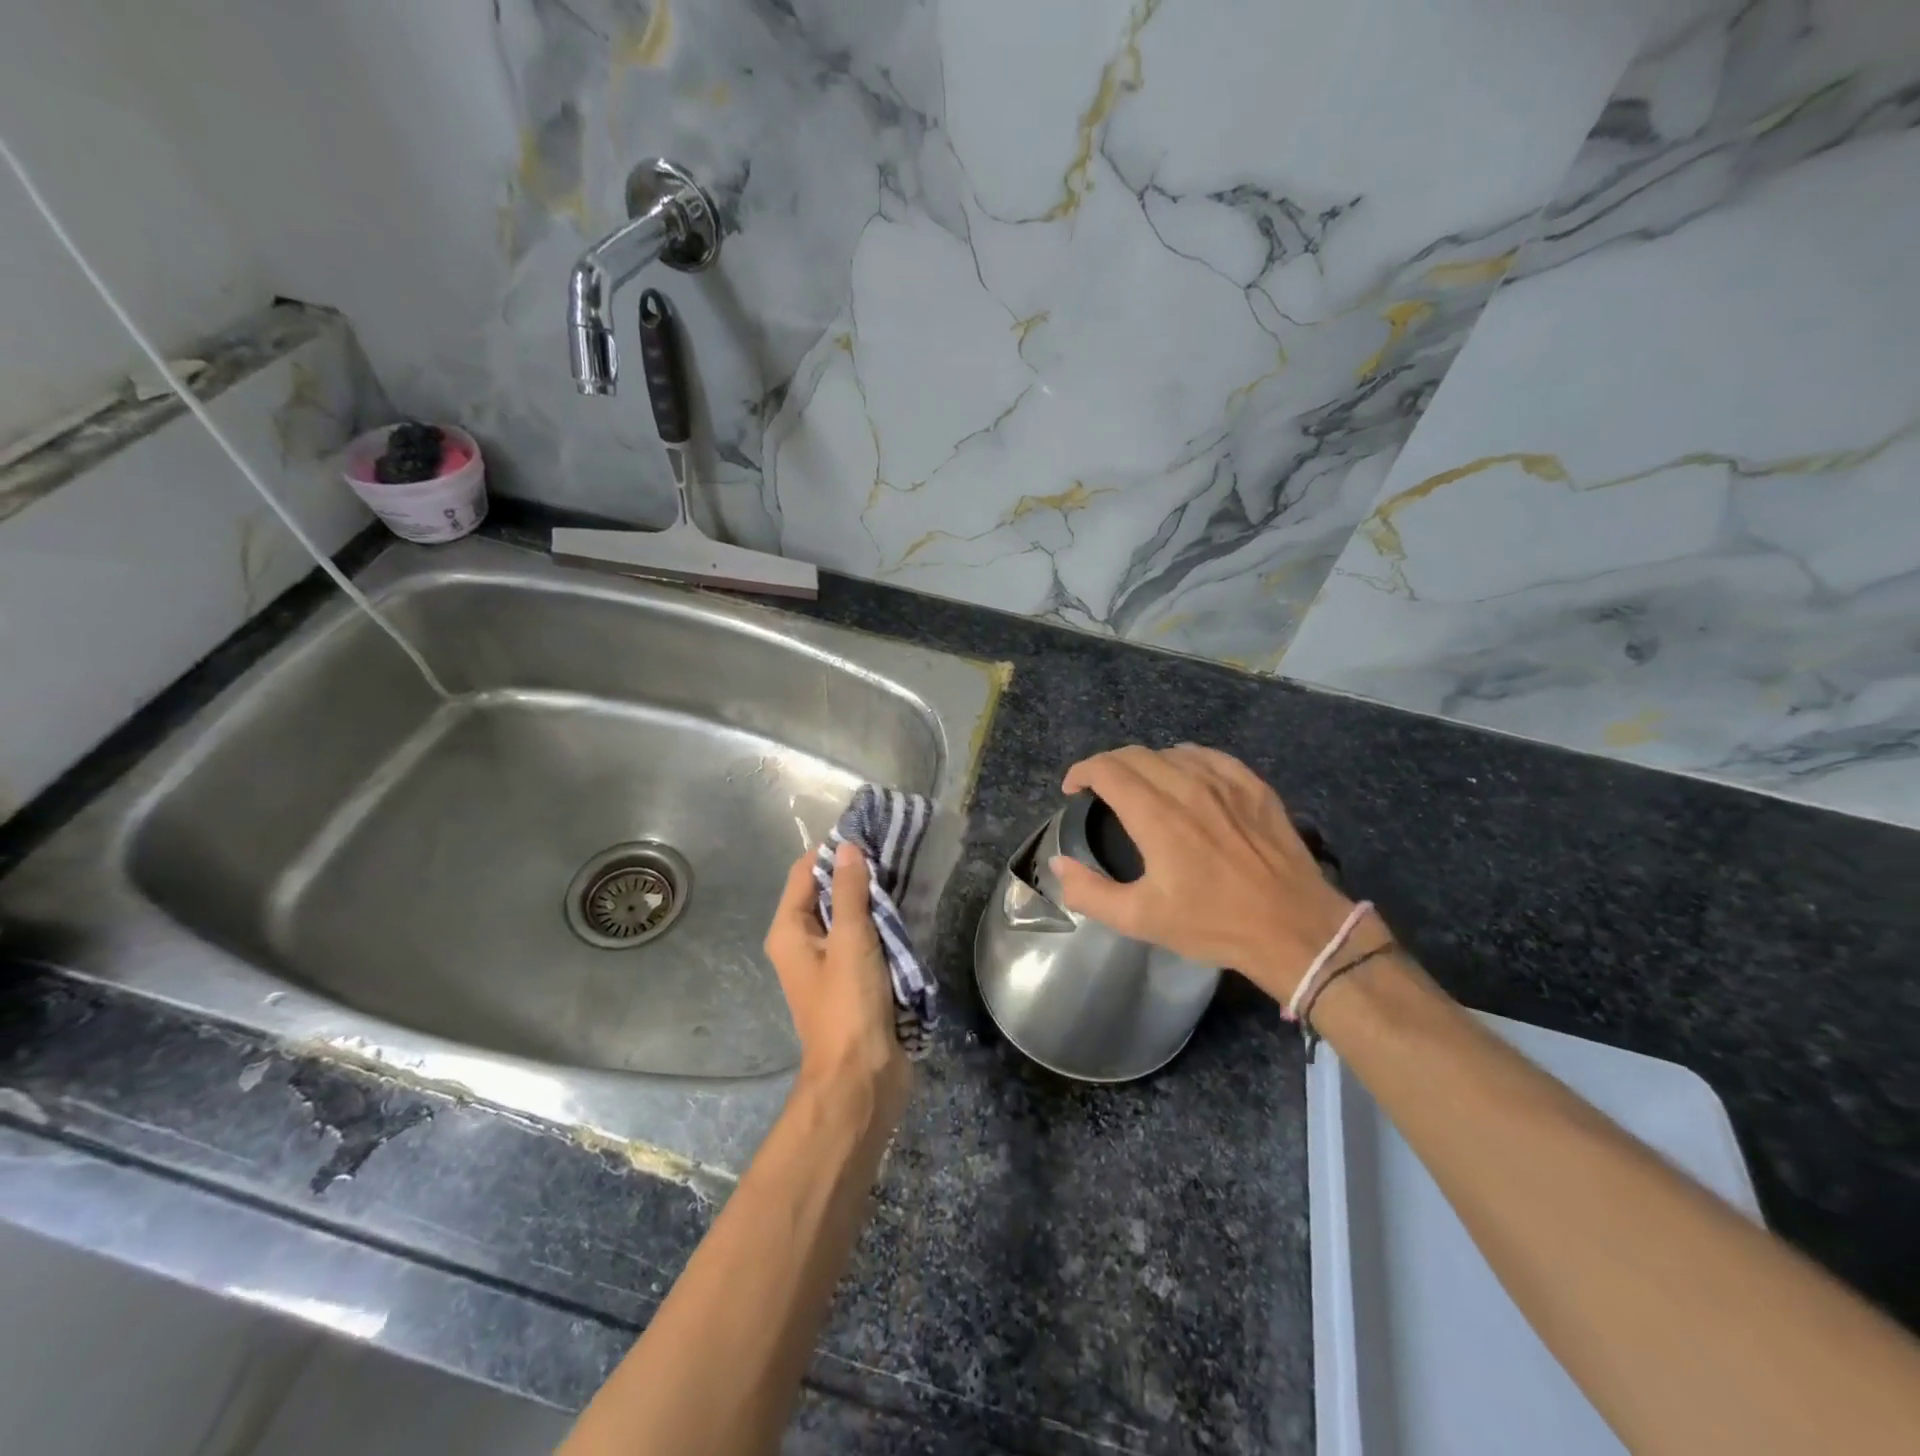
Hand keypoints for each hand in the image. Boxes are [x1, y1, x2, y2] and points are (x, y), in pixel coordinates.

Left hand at [764, 843, 910, 1117]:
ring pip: (848, 915)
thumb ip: (851, 891)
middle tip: (893, 849)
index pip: (804, 872)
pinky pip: (863, 938)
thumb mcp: (851, 940)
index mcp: (789, 931)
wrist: (861, 1077)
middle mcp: (802, 942)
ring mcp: (828, 962)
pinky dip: (880, 922)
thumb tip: (848, 846)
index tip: (869, 832)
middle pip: (826, 891)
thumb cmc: (849, 1005)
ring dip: (872, 897)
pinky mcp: (852, 978)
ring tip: (905, 872)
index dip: (832, 850)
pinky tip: (906, 908)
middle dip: (856, 871)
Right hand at [1049, 744, 1376, 1004]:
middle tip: (1100, 790)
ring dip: (1145, 764)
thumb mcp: (1141, 919)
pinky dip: (1184, 760)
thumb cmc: (1213, 924)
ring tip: (1140, 786)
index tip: (1073, 789)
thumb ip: (1090, 891)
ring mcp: (1225, 782)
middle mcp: (1187, 787)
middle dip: (1107, 766)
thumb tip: (1058, 863)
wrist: (1294, 928)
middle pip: (1134, 755)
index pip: (1107, 769)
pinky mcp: (1253, 785)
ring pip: (1170, 752)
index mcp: (1156, 816)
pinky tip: (1184, 776)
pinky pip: (1208, 755)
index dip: (1081, 772)